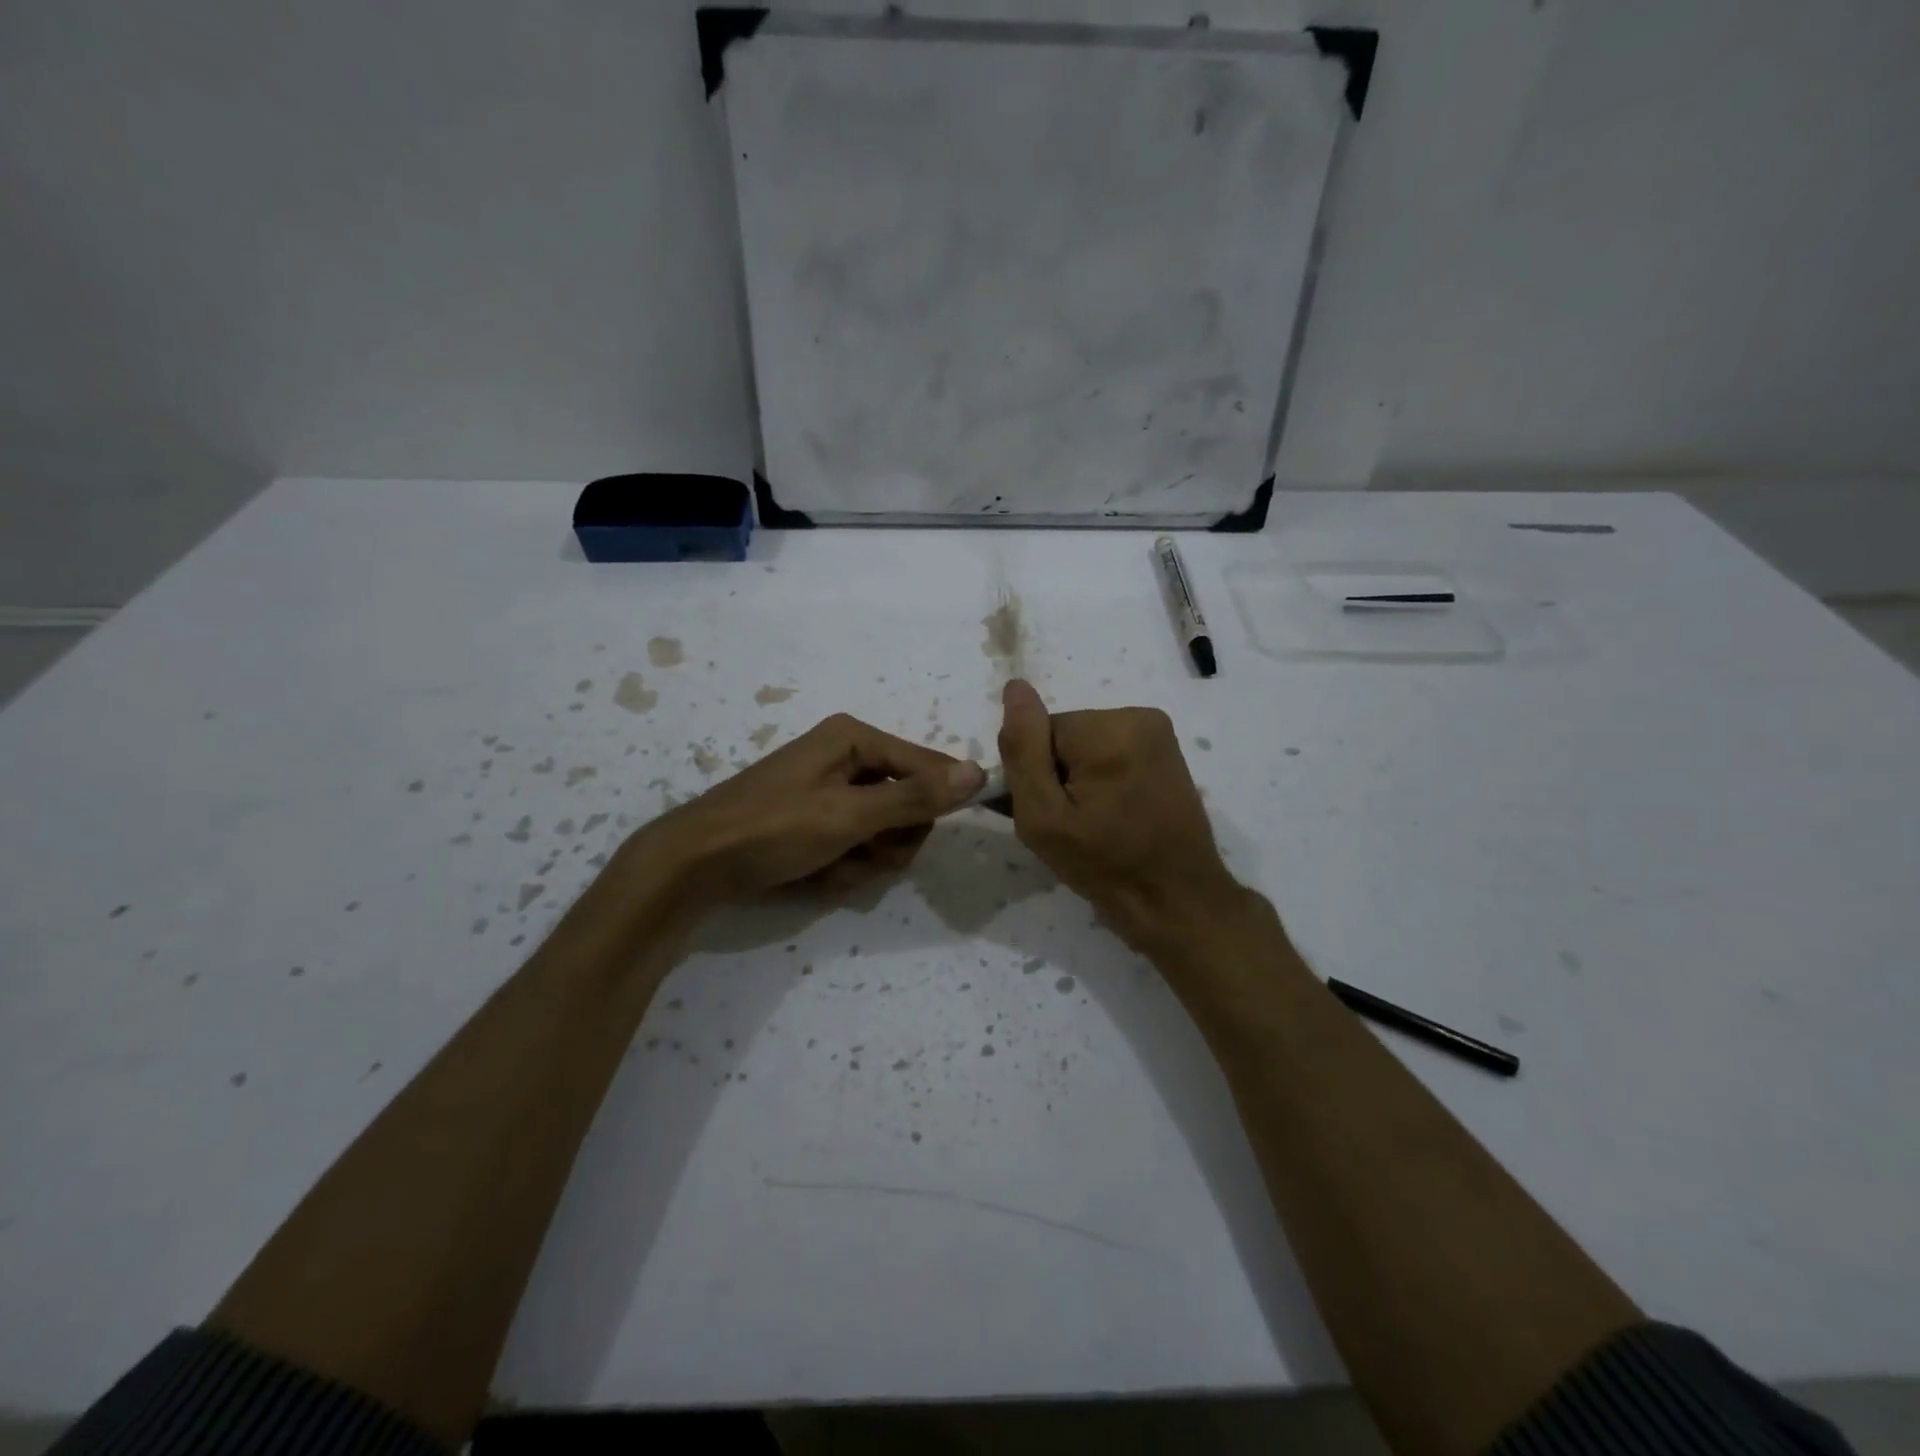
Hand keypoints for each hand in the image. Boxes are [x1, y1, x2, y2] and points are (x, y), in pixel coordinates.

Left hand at [638, 713, 983, 904]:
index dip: (935, 802)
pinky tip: (814, 874)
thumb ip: (915, 797)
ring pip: (885, 833)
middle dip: (889, 840)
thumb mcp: (849, 815)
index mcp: (854, 739)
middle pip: (909, 803)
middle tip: (861, 852)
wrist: (694, 866)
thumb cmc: (773, 828)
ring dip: (864, 860)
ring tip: (829, 866)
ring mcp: (832, 793)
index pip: (927, 765)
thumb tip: (978, 772)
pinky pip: (856, 846)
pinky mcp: (818, 823)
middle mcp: (847, 758)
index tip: (927, 832)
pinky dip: (843, 867)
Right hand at [997, 679, 1249, 949]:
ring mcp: (1158, 732)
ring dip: (1079, 779)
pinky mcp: (1166, 750)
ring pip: (1084, 745)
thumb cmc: (1105, 866)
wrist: (1176, 901)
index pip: (1038, 733)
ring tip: (1092, 822)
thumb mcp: (1043, 817)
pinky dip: (1102, 779)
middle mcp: (1138, 717)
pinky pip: (1110, 751)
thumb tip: (1015, 688)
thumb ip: (1023, 751)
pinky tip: (1111, 813)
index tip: (1048, 814)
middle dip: (1058, 775)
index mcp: (1108, 730)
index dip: (1034, 775)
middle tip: (1069, 824)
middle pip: (1063, 736)